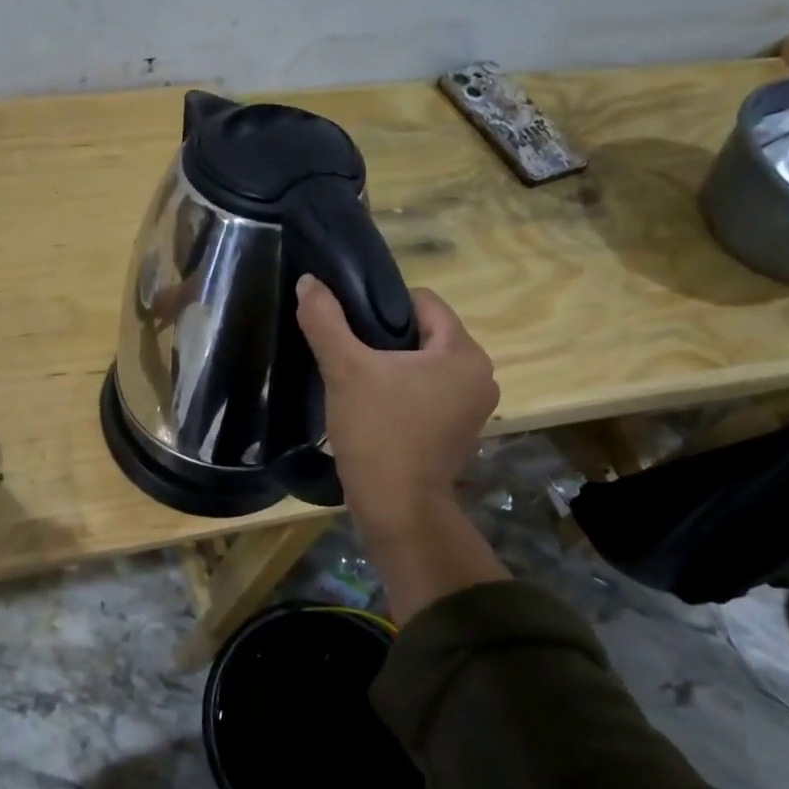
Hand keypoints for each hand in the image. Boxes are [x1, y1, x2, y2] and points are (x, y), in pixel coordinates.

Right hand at [295, 274, 498, 542]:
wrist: (396, 507)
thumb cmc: (377, 432)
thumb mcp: (345, 369)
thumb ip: (324, 320)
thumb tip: (308, 281)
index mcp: (463, 352)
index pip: (423, 302)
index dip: (382, 304)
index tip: (349, 324)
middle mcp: (480, 374)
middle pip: (425, 333)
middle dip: (387, 337)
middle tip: (348, 352)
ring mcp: (473, 406)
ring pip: (426, 364)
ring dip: (394, 365)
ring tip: (357, 378)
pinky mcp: (460, 430)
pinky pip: (430, 391)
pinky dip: (405, 390)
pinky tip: (374, 404)